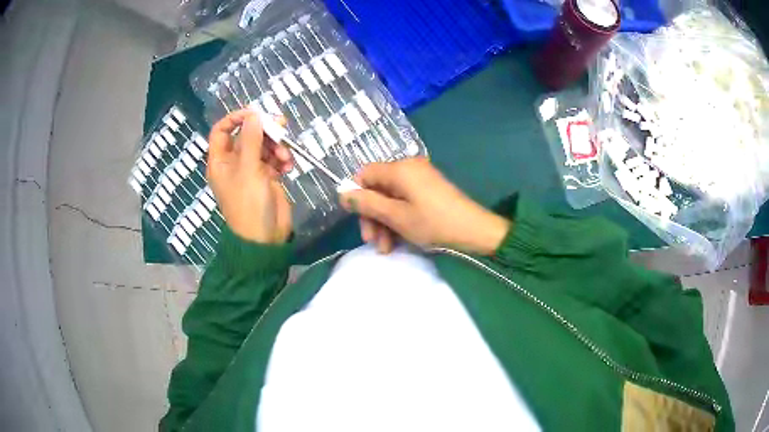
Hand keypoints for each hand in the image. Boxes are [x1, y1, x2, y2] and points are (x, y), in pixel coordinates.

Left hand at [207, 110, 293, 243]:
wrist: (265, 238)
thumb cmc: (249, 203)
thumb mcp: (248, 169)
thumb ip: (251, 139)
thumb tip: (254, 114)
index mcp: (221, 161)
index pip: (222, 130)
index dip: (236, 118)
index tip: (255, 113)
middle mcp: (234, 162)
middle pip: (247, 135)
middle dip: (264, 131)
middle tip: (281, 127)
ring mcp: (251, 170)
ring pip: (264, 146)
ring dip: (277, 147)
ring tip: (286, 158)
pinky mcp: (267, 177)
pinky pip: (274, 159)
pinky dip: (282, 160)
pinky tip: (288, 167)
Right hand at [339, 158, 510, 254]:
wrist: (474, 231)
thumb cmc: (433, 223)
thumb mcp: (396, 216)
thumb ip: (367, 203)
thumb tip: (342, 193)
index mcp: (399, 169)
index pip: (365, 173)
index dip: (357, 195)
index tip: (357, 218)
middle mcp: (408, 168)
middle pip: (377, 188)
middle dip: (372, 216)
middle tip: (372, 241)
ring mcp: (419, 180)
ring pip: (390, 199)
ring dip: (384, 223)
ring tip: (385, 249)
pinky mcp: (428, 191)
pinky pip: (404, 202)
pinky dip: (398, 220)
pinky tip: (397, 242)